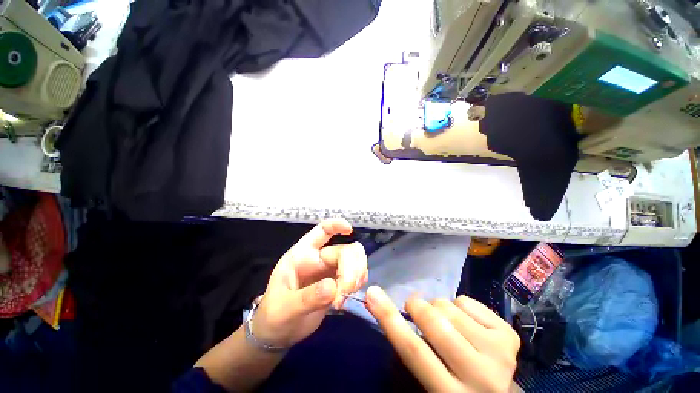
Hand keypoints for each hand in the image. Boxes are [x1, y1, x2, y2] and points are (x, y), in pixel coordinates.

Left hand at [252, 218, 367, 347]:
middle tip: (345, 292)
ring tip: (344, 297)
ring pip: (355, 261)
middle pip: (345, 250)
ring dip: (356, 276)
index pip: (321, 231)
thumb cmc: (275, 315)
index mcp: (303, 255)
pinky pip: (357, 275)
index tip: (349, 229)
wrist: (279, 334)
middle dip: (350, 269)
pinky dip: (358, 281)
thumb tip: (333, 287)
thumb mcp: (285, 308)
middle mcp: (320, 258)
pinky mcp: (339, 283)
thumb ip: (307, 298)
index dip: (335, 225)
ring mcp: (331, 270)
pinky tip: (351, 295)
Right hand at [365, 286, 519, 392]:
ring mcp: (500, 355)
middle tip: (413, 305)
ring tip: (444, 322)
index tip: (372, 294)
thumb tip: (387, 308)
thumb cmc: (455, 387)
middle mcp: (479, 377)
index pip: (413, 351)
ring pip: (449, 307)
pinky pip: (466, 301)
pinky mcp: (510, 337)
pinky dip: (458, 305)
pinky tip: (465, 323)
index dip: (389, 318)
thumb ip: (413, 350)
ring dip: (438, 307)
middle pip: (434, 323)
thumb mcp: (430, 378)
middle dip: (416, 305)